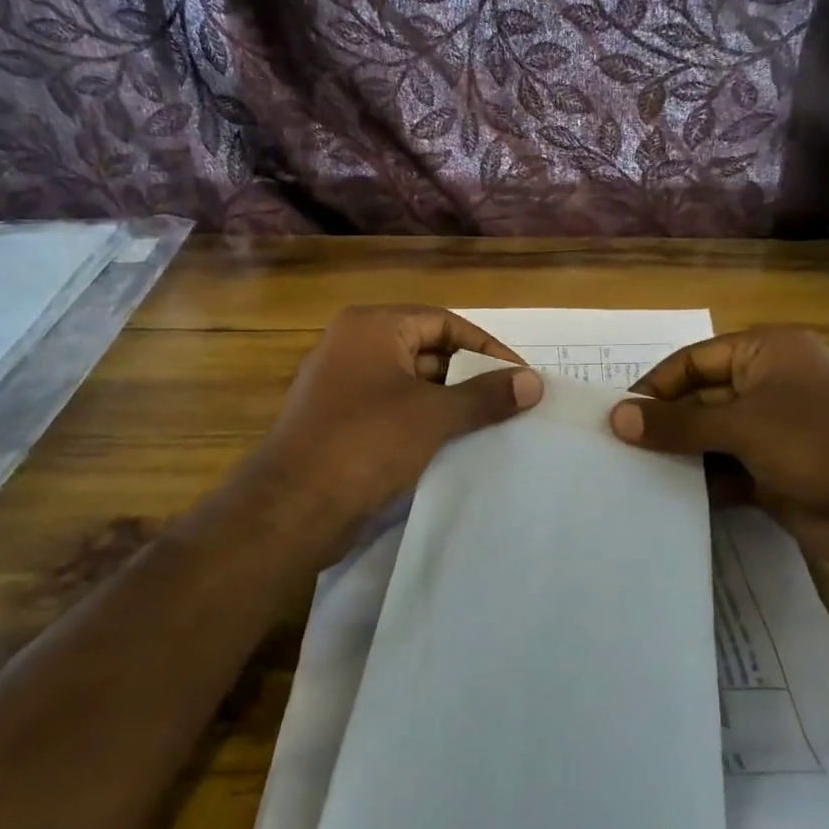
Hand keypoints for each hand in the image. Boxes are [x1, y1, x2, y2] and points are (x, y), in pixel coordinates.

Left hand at [243, 305, 541, 553]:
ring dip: (450, 401)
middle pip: (427, 349)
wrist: (294, 506)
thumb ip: (486, 395)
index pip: (444, 322)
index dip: (486, 347)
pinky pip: (393, 408)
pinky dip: (424, 420)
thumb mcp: (434, 415)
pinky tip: (454, 443)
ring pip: (411, 382)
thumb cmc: (367, 442)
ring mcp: (343, 383)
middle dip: (469, 375)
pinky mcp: (340, 420)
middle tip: (510, 402)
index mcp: (372, 326)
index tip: (520, 376)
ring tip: (492, 424)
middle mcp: (354, 345)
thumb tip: (534, 382)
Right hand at [608, 325, 828, 578]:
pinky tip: (667, 498)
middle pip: (699, 399)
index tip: (617, 417)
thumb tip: (616, 418)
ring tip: (630, 475)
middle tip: (615, 450)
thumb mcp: (744, 425)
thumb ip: (678, 423)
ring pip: (710, 438)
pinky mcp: (774, 474)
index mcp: (765, 354)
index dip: (655, 386)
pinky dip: (700, 482)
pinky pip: (724, 471)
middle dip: (663, 424)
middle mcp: (767, 387)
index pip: (693, 361)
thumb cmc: (822, 444)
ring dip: (678, 455)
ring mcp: (772, 432)